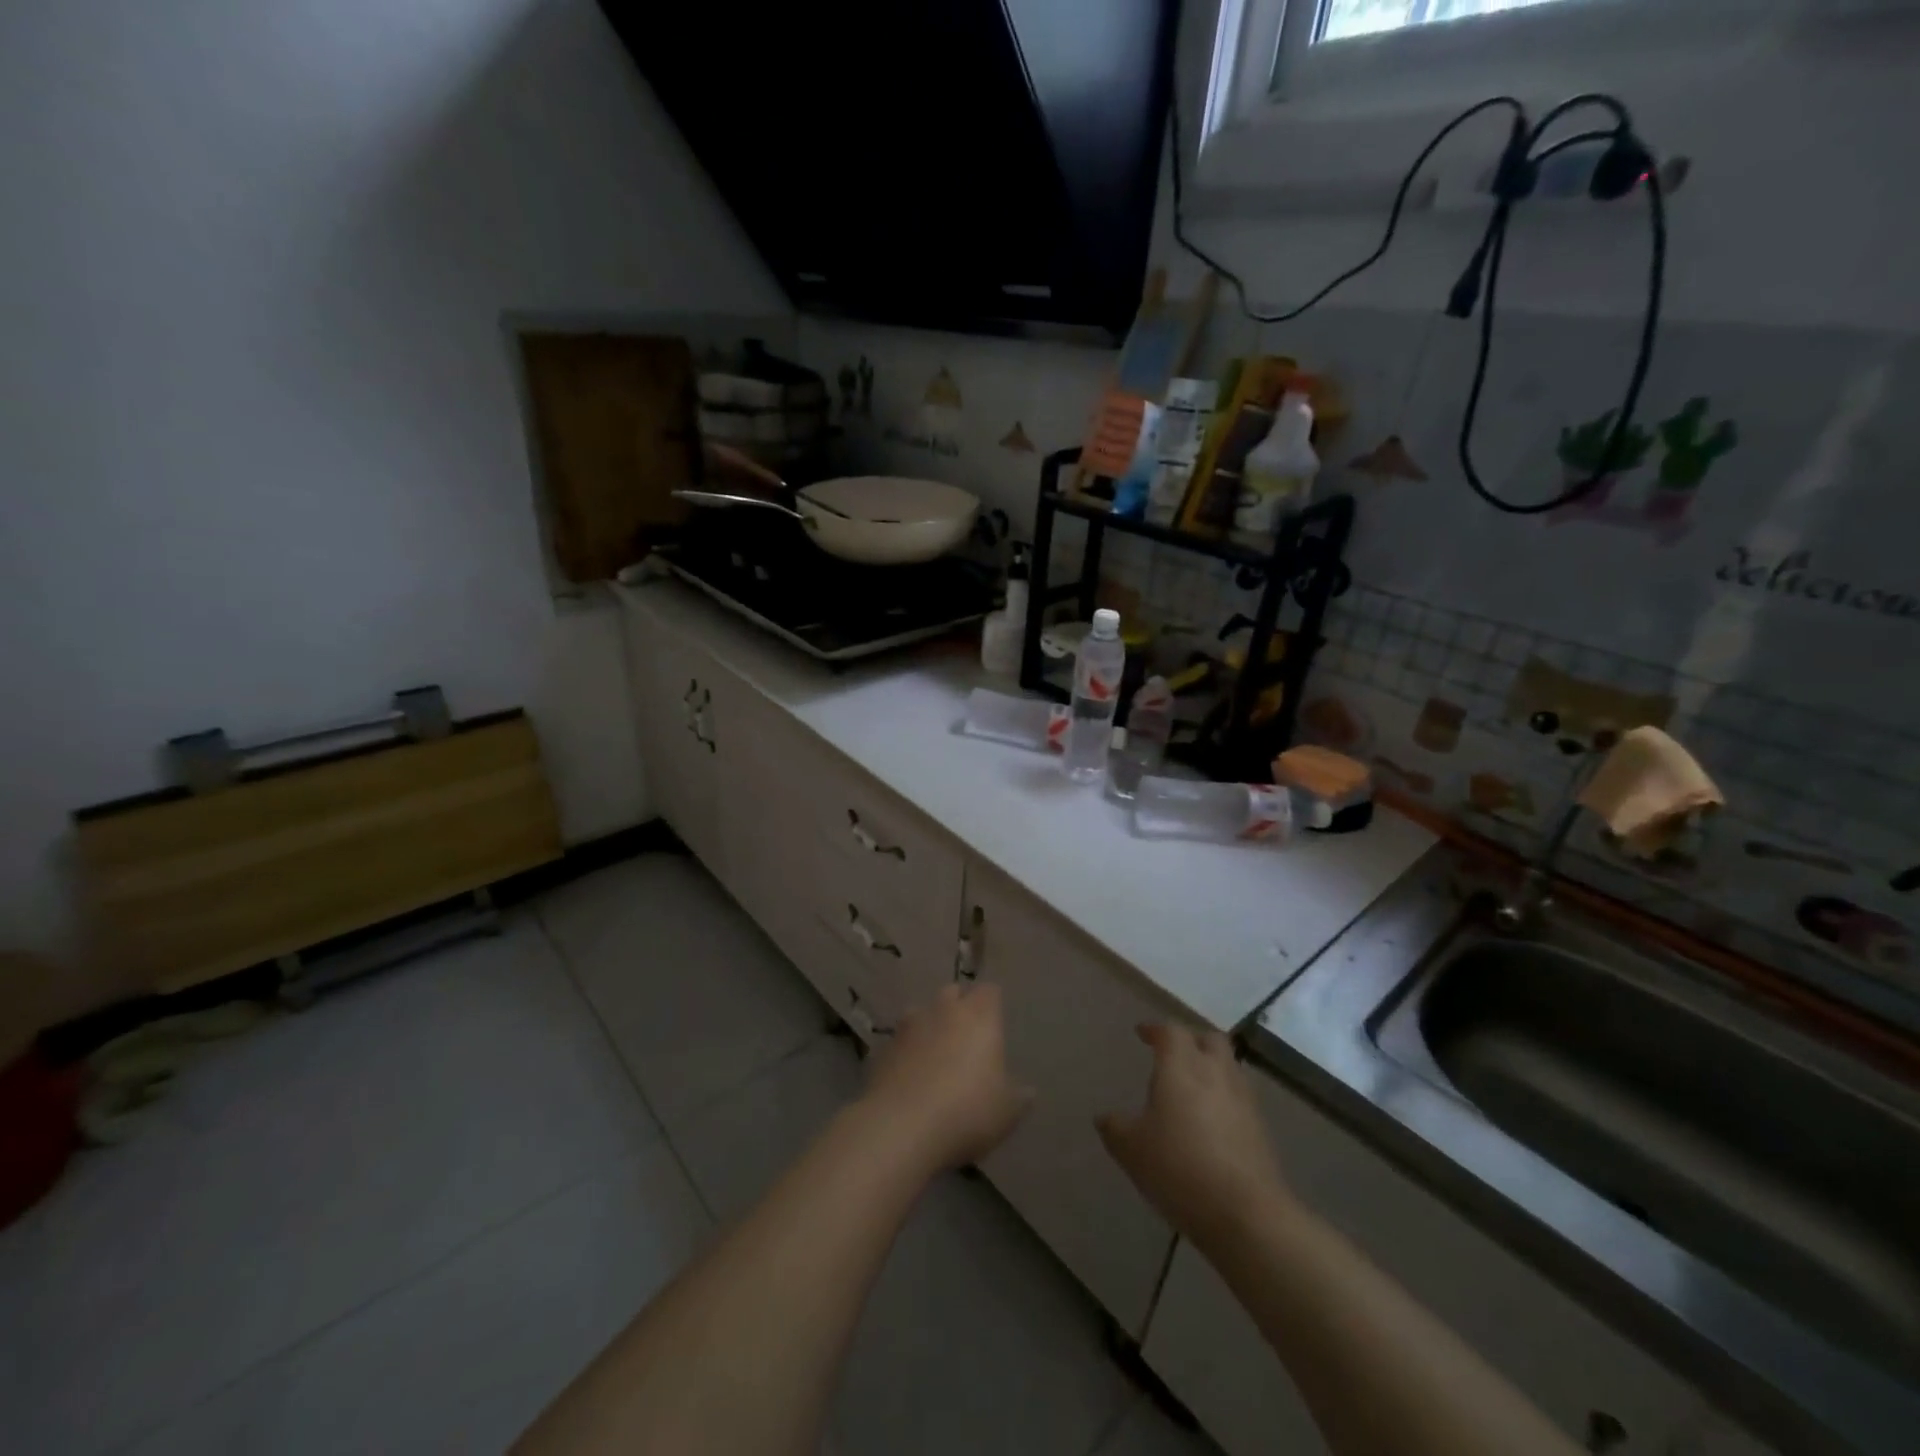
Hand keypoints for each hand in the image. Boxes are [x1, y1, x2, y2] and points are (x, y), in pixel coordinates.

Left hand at [858, 983, 1032, 1173]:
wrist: (902, 1127)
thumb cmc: (967, 1111)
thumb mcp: (1007, 1111)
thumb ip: (1019, 1096)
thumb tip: (1028, 1091)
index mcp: (979, 1016)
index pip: (989, 991)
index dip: (992, 1004)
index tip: (995, 1022)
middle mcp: (943, 1010)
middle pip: (952, 992)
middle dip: (959, 1006)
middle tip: (966, 1036)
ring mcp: (909, 1026)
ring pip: (921, 1012)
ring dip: (929, 1026)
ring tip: (935, 1054)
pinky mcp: (883, 1048)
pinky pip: (900, 1041)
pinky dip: (906, 1051)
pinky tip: (910, 1076)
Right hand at [1097, 1024, 1289, 1250]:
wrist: (1246, 1213)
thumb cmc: (1179, 1168)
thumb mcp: (1131, 1149)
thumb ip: (1115, 1127)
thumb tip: (1105, 1117)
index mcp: (1181, 1066)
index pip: (1171, 1031)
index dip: (1155, 1029)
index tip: (1142, 1033)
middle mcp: (1215, 1072)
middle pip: (1209, 1039)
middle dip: (1191, 1041)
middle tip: (1173, 1055)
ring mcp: (1243, 1099)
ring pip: (1229, 1067)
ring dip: (1212, 1068)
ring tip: (1193, 1089)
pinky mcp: (1261, 1128)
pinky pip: (1240, 1098)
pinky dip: (1225, 1098)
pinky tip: (1212, 1123)